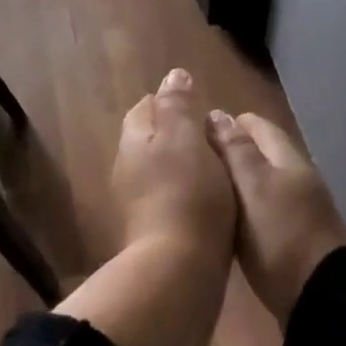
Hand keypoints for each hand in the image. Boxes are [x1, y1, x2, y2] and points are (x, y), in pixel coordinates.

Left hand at [109, 69, 236, 261]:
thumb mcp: (184, 138)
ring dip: (184, 163)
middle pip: (151, 138)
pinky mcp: (153, 230)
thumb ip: (178, 105)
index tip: (200, 106)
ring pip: (161, 168)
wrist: (178, 270)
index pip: (146, 108)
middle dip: (178, 132)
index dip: (172, 101)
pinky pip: (171, 197)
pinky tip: (211, 199)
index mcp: (133, 141)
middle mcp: (128, 168)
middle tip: (213, 136)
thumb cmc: (186, 193)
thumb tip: (174, 75)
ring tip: (218, 166)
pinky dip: (188, 191)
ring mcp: (137, 202)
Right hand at [204, 111, 345, 326]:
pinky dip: (242, 211)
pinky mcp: (293, 239)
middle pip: (258, 153)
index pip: (255, 124)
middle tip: (190, 167)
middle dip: (227, 155)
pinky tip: (222, 223)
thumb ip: (235, 150)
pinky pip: (262, 212)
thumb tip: (217, 114)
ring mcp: (298, 210)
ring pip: (259, 184)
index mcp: (287, 157)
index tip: (193, 137)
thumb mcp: (252, 186)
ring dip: (234, 184)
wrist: (321, 299)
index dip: (225, 125)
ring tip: (199, 194)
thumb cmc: (281, 235)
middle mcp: (295, 177)